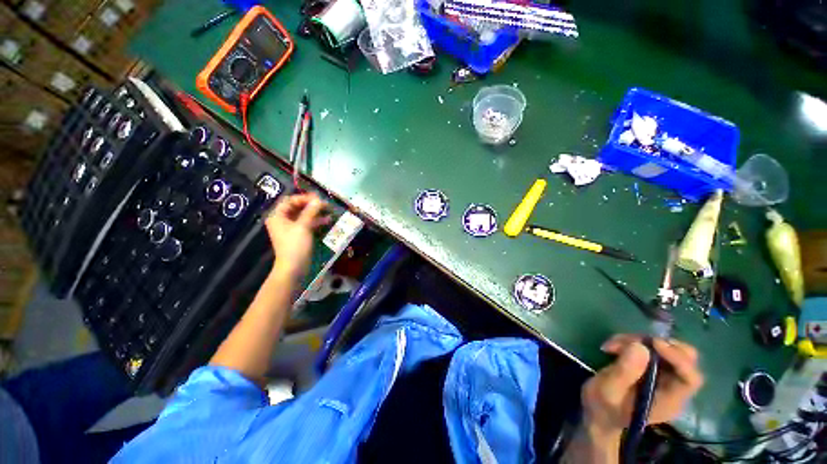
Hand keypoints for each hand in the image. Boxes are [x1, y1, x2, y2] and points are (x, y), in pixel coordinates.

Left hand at [265, 193, 329, 279]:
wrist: (293, 268)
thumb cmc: (295, 245)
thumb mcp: (303, 226)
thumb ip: (311, 211)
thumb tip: (319, 199)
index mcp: (278, 216)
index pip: (290, 200)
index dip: (304, 198)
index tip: (318, 198)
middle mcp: (282, 220)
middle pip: (297, 207)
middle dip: (311, 205)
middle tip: (325, 204)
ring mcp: (291, 228)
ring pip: (304, 215)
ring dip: (316, 213)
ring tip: (329, 211)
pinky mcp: (299, 235)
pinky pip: (307, 224)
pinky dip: (316, 221)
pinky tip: (327, 220)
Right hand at [581, 335, 703, 440]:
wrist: (598, 412)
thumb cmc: (603, 406)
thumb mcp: (608, 390)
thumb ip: (625, 372)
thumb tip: (641, 347)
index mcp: (669, 401)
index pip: (690, 378)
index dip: (677, 358)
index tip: (653, 343)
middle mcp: (673, 387)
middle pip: (685, 358)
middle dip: (658, 344)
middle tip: (630, 341)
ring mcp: (664, 377)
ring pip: (666, 348)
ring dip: (638, 341)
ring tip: (612, 345)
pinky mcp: (652, 368)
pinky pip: (651, 348)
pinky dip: (632, 342)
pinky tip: (613, 346)